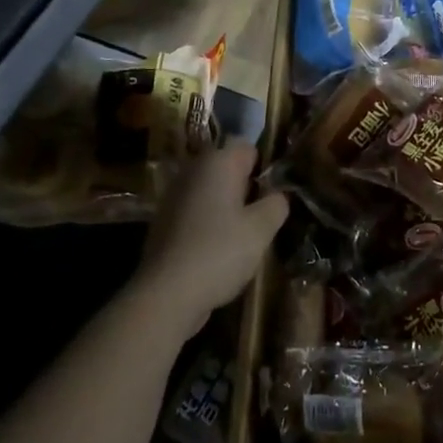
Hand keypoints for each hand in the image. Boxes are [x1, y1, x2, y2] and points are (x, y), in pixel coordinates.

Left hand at [136, 142, 287, 340]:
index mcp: (217, 162)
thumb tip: (278, 195)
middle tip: (263, 216)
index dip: (265, 167)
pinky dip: (208, 222)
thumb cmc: (220, 252)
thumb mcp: (262, 229)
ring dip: (228, 206)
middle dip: (247, 187)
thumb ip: (276, 204)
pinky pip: (196, 211)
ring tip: (244, 235)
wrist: (166, 295)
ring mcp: (174, 195)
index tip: (276, 193)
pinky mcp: (163, 221)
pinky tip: (219, 249)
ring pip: (211, 191)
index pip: (248, 147)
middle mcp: (193, 170)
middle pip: (228, 168)